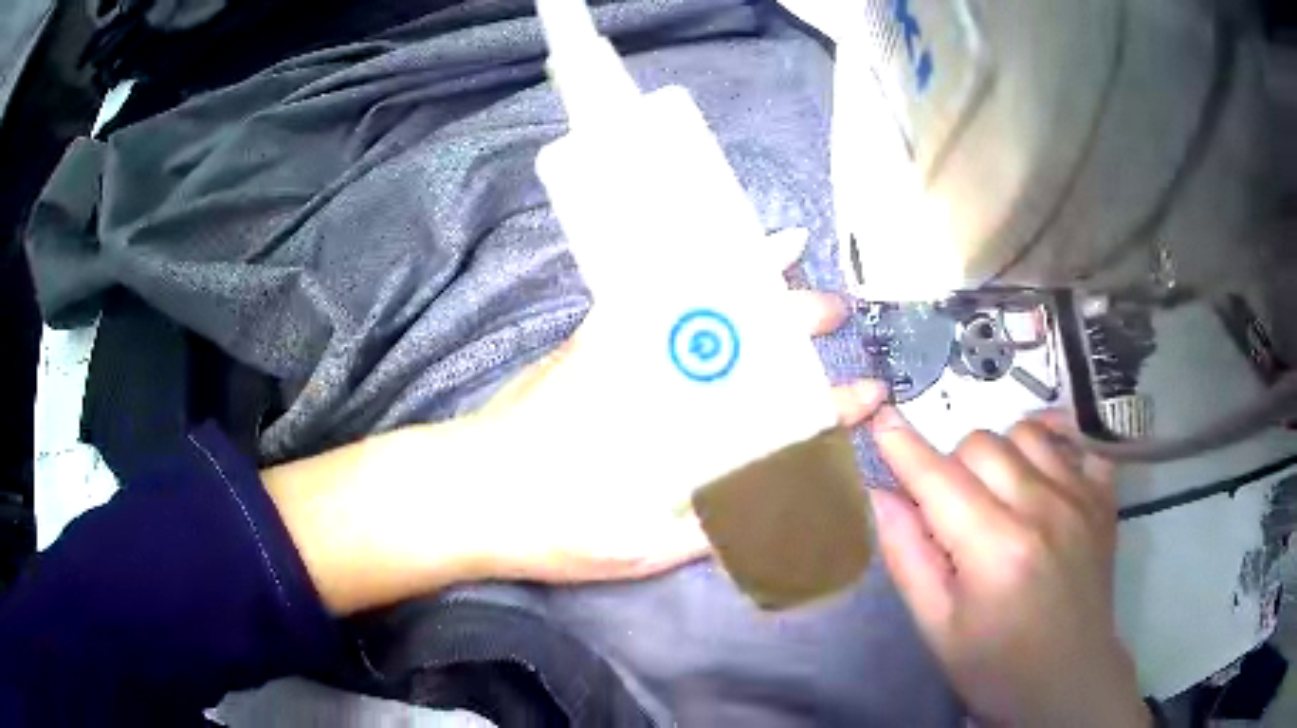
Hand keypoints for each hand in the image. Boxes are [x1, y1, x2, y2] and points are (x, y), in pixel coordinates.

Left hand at [263, 229, 883, 613]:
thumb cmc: (556, 527)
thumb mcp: (642, 550)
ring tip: (786, 252)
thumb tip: (778, 513)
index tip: (865, 395)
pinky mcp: (593, 339)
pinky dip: (686, 264)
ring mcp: (625, 354)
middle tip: (832, 311)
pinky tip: (704, 251)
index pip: (779, 417)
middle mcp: (665, 386)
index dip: (829, 409)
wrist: (473, 491)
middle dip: (797, 322)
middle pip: (745, 343)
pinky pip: (650, 288)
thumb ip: (715, 529)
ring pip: (701, 303)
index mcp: (687, 442)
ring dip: (749, 275)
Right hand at [869, 409, 1147, 727]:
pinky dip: (1054, 445)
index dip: (904, 446)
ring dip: (1000, 454)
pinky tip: (1043, 474)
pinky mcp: (1103, 497)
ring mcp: (1080, 497)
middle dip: (953, 467)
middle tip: (954, 512)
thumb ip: (908, 557)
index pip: (939, 479)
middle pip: (982, 443)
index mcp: (995, 549)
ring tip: (999, 495)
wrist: (1069, 681)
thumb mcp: (937, 627)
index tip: (880, 418)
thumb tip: (881, 494)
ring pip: (1026, 432)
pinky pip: (1077, 441)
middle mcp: (1042, 509)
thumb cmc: (995, 666)